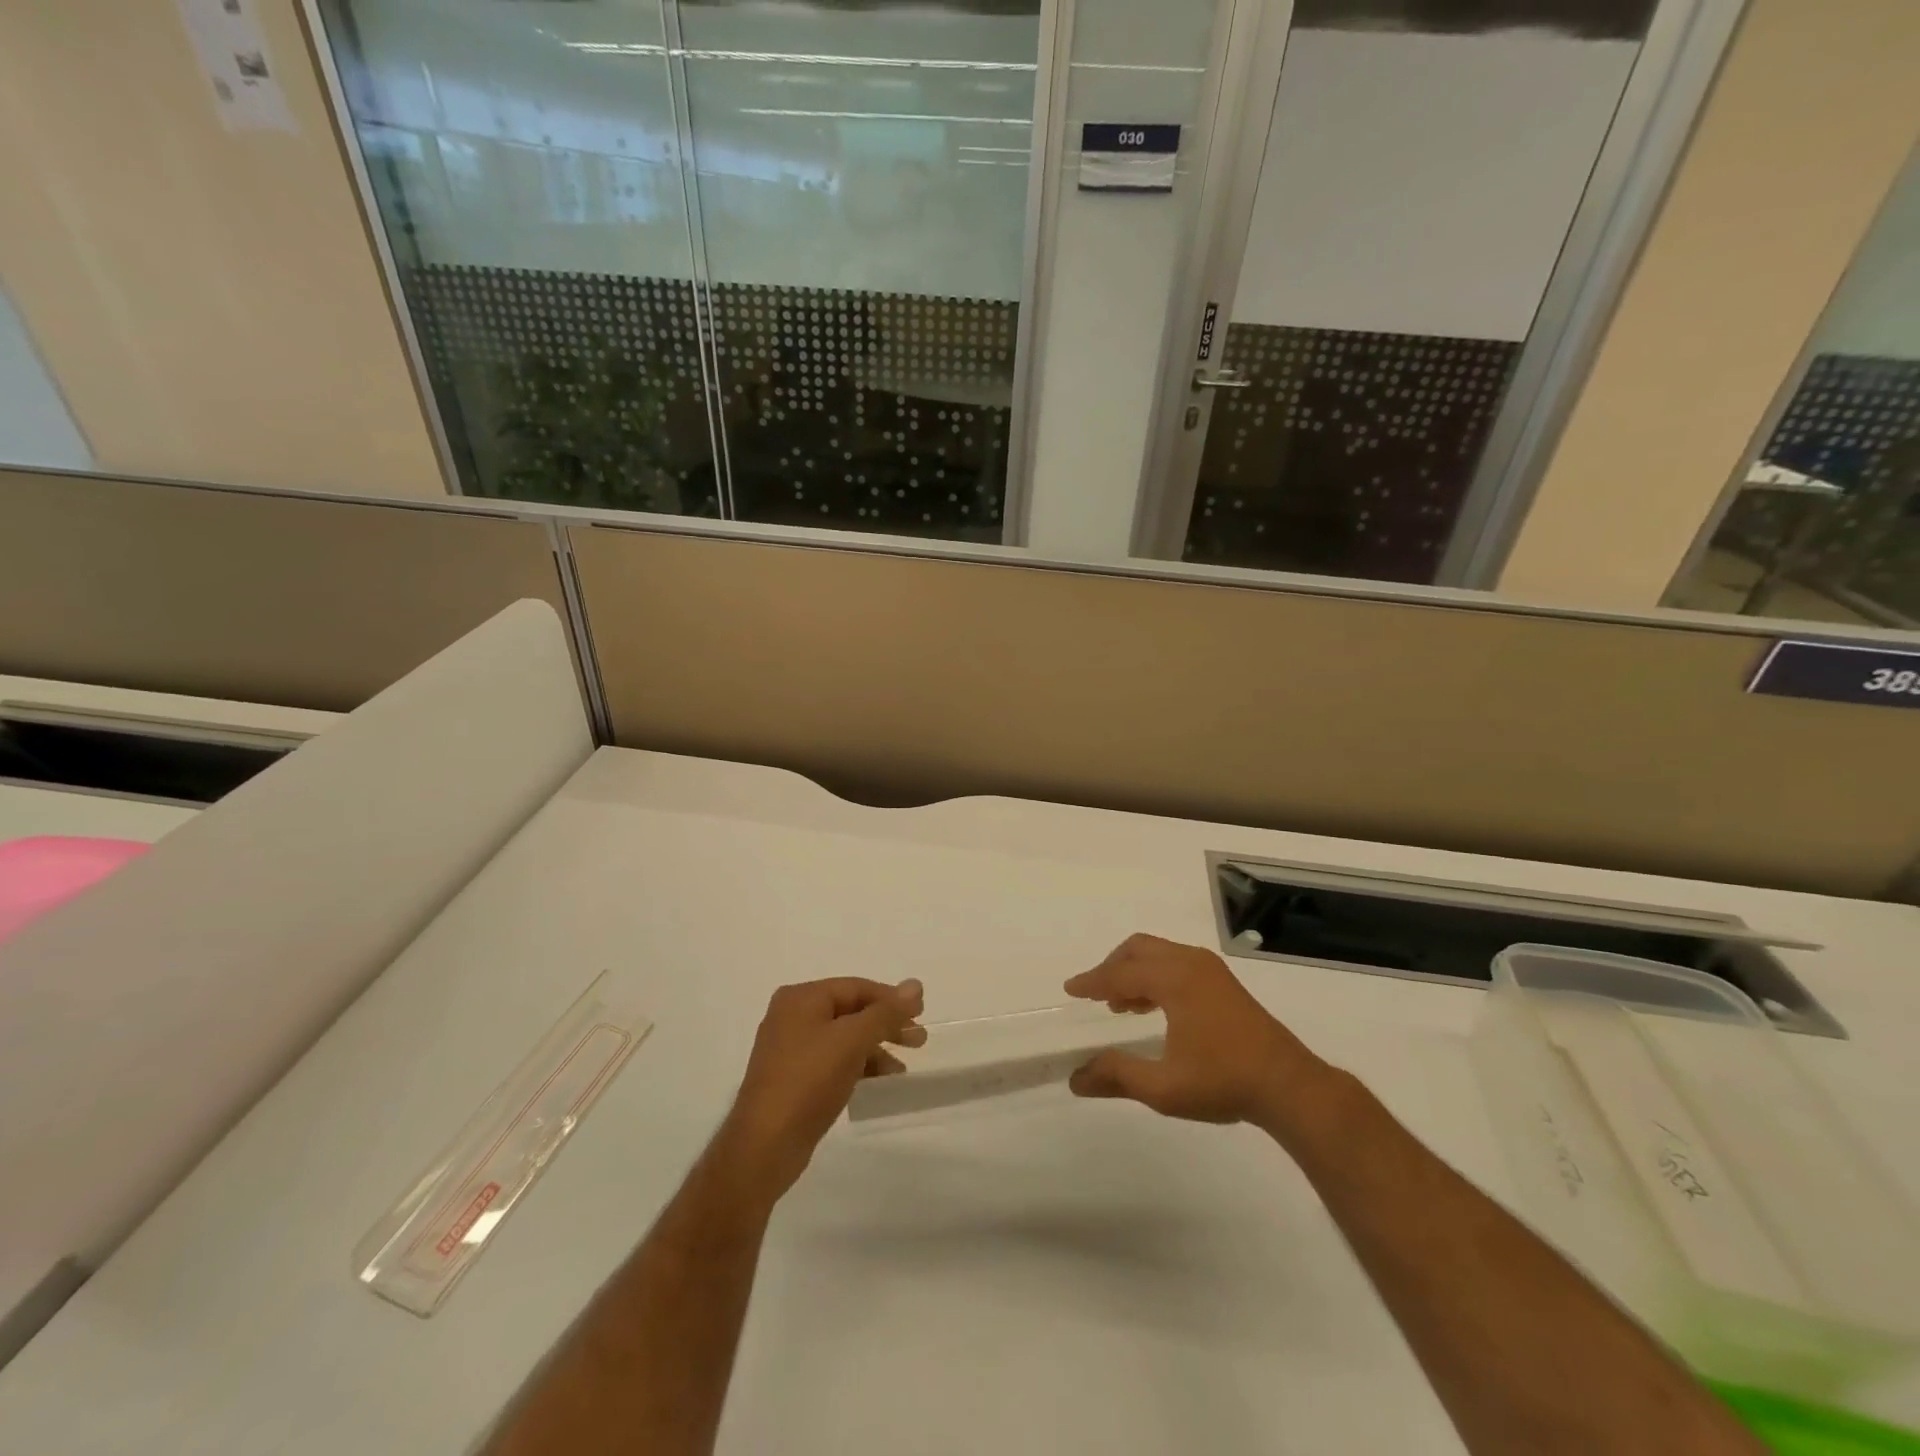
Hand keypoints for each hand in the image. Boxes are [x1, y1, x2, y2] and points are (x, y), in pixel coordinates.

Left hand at [716, 977, 925, 1203]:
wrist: (764, 1147)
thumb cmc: (808, 1081)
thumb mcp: (852, 1041)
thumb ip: (885, 1012)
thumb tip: (915, 985)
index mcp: (801, 998)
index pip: (856, 987)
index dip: (891, 998)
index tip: (922, 1013)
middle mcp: (792, 1016)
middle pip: (850, 1011)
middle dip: (886, 1024)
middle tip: (919, 1040)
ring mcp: (790, 1049)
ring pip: (843, 1038)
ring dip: (875, 1048)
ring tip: (902, 1069)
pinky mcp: (793, 1079)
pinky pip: (833, 1060)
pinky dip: (858, 1065)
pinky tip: (878, 1081)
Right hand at [1064, 934, 1330, 1132]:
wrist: (1289, 1086)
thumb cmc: (1224, 1082)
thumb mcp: (1164, 1088)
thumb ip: (1117, 1076)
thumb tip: (1075, 1079)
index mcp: (1174, 980)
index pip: (1120, 974)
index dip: (1092, 981)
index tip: (1070, 989)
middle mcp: (1190, 963)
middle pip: (1138, 949)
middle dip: (1111, 967)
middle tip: (1094, 993)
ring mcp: (1210, 969)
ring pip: (1158, 953)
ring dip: (1134, 970)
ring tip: (1120, 1004)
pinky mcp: (1222, 981)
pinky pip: (1176, 962)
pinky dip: (1155, 974)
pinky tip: (1153, 1006)